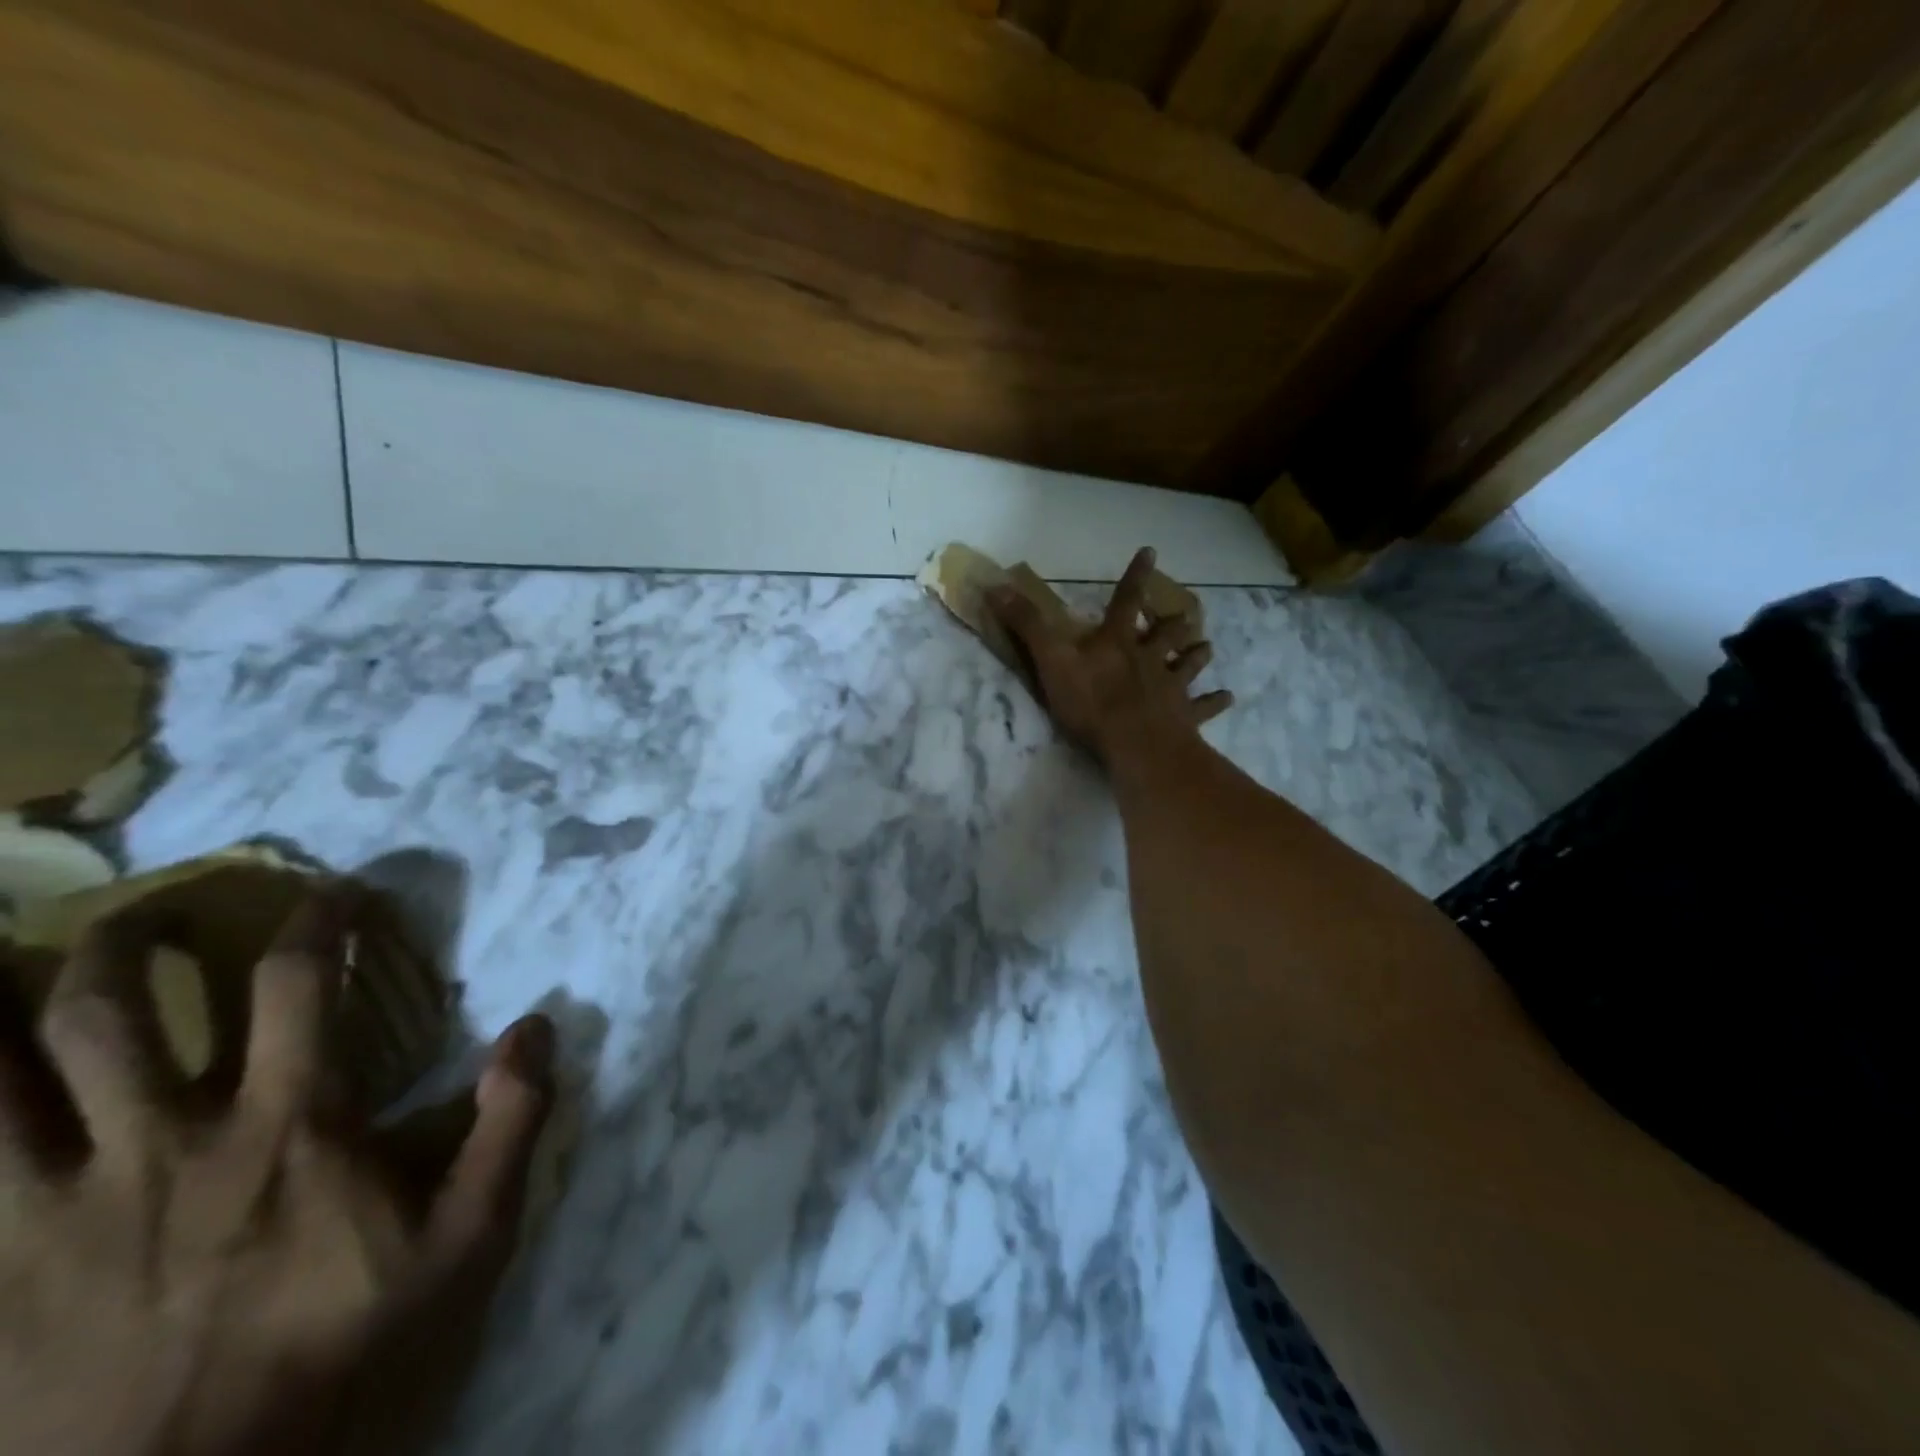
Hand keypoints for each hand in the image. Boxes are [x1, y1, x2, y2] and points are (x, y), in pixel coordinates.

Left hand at [0, 889, 553, 1455]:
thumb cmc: (342, 1352)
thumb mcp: (467, 1240)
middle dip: (134, 939)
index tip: (336, 891)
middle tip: (157, 911)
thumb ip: (511, 1123)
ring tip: (1, 962)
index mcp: (284, 1126)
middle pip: (114, 1011)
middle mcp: (162, 1143)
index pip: (295, 984)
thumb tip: (537, 1025)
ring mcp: (53, 1210)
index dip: (316, 920)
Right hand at [989, 547, 1231, 764]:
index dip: (1135, 577)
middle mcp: (1149, 658)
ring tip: (1207, 647)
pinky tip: (1227, 697)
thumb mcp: (1050, 659)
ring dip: (1196, 655)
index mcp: (1117, 641)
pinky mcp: (1185, 716)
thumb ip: (1027, 624)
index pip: (1125, 600)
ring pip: (1187, 665)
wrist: (1134, 743)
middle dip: (1172, 623)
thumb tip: (996, 585)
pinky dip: (1215, 701)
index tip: (1151, 552)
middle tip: (1186, 615)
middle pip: (1165, 634)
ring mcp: (1170, 687)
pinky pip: (1204, 707)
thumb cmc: (1091, 701)